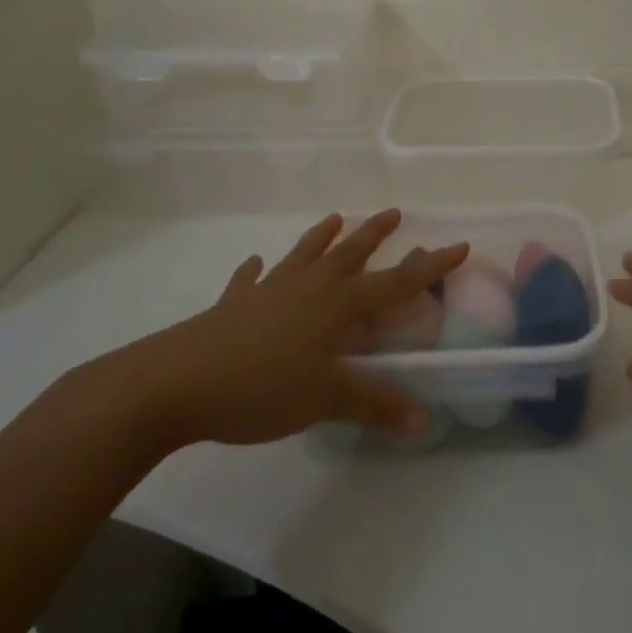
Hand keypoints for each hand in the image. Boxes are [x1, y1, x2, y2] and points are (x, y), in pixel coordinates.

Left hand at [80, 211, 466, 455]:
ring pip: (303, 256)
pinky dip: (254, 273)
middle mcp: (307, 288)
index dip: (428, 266)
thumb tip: (426, 420)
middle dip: (375, 233)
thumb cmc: (260, 387)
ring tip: (335, 218)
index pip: (395, 282)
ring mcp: (267, 292)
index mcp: (336, 305)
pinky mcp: (232, 306)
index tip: (457, 244)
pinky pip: (249, 282)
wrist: (174, 384)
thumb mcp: (325, 400)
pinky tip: (253, 265)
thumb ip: (375, 405)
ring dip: (321, 237)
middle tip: (393, 212)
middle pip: (349, 253)